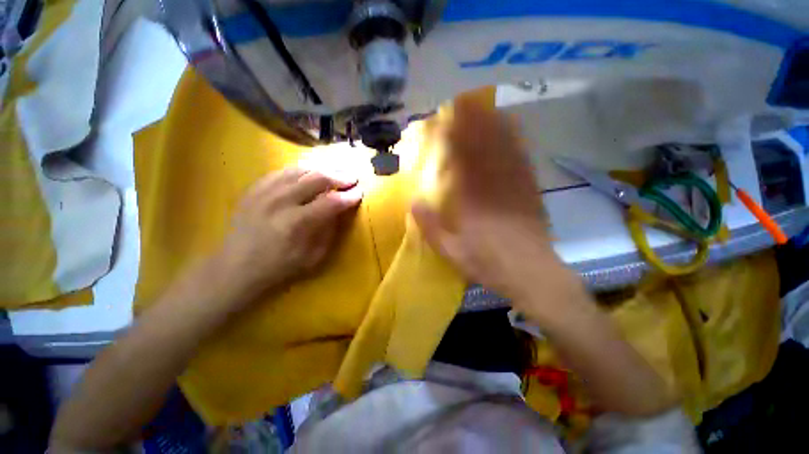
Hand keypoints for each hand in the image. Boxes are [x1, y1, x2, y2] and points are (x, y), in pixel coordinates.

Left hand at [217, 168, 361, 301]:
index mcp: (297, 222)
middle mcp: (281, 201)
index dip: (349, 195)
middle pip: (318, 178)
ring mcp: (265, 191)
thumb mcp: (314, 257)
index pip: (332, 201)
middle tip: (353, 178)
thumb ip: (329, 230)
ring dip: (323, 169)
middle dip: (340, 176)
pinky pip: (283, 171)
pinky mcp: (255, 188)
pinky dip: (302, 170)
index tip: (360, 192)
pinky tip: (311, 172)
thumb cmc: (280, 267)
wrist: (236, 267)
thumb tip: (340, 209)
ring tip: (336, 172)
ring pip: (301, 170)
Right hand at [412, 97, 571, 310]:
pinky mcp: (530, 188)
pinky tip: (510, 125)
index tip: (442, 119)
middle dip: (471, 121)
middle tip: (460, 101)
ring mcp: (515, 184)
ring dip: (491, 123)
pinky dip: (514, 137)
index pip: (459, 159)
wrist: (532, 274)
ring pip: (503, 146)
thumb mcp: (450, 251)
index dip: (451, 136)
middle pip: (482, 145)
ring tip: (481, 104)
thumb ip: (430, 226)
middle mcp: (493, 185)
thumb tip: (413, 202)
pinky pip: (521, 156)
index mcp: (472, 199)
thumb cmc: (487, 263)